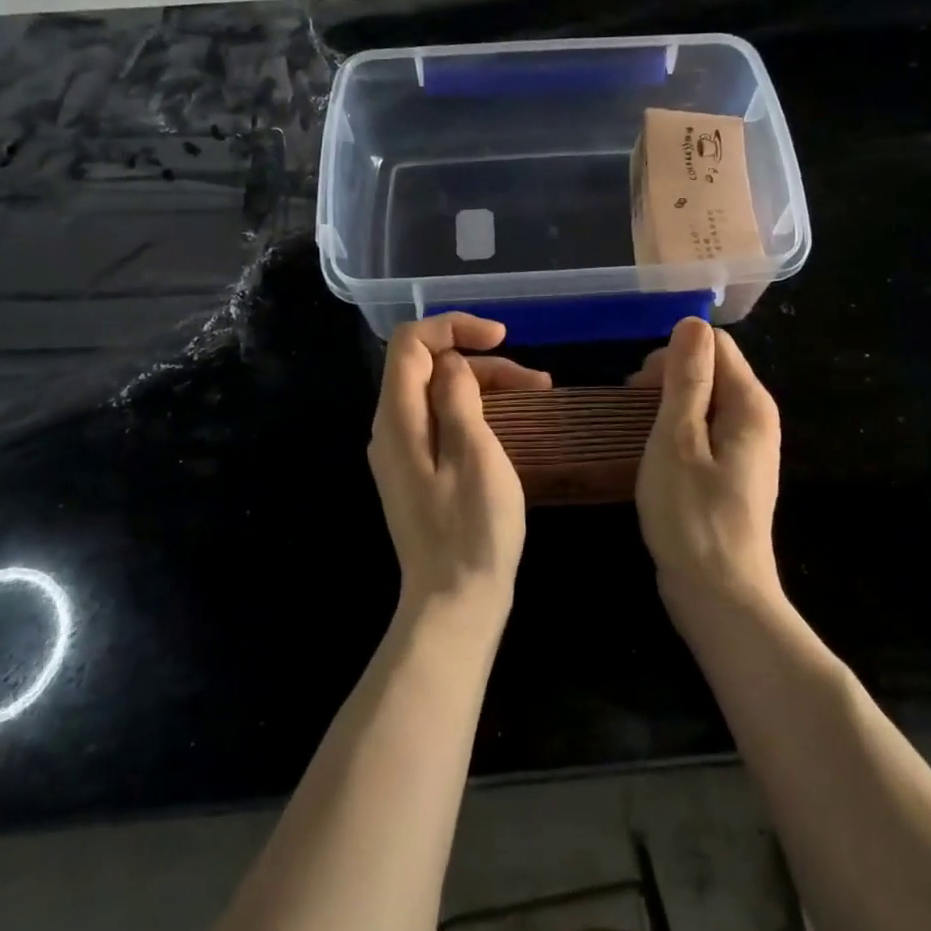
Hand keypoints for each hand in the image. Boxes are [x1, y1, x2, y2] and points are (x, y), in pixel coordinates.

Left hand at [368, 314, 550, 622]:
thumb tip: (451, 363)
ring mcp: (404, 454)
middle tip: (536, 381)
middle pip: (428, 368)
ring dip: (486, 386)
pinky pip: (443, 423)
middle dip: (481, 362)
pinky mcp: (420, 474)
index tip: (502, 337)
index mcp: (397, 419)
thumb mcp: (474, 453)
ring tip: (538, 395)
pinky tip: (512, 424)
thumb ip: (457, 397)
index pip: (411, 343)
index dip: (454, 327)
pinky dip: (477, 413)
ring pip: (439, 395)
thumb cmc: (472, 529)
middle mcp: (391, 429)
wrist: (455, 603)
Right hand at [629, 317, 781, 611]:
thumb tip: (692, 322)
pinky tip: (655, 455)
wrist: (719, 596)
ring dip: (668, 406)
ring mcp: (747, 448)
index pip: (714, 344)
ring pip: (704, 401)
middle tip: (631, 410)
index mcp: (749, 404)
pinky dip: (676, 431)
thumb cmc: (691, 515)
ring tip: (637, 432)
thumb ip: (686, 379)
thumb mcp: (677, 439)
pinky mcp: (733, 473)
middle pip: (711, 370)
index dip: (673, 355)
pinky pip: (703, 431)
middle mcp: (756, 419)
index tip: (639, 387)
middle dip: (668, 378)